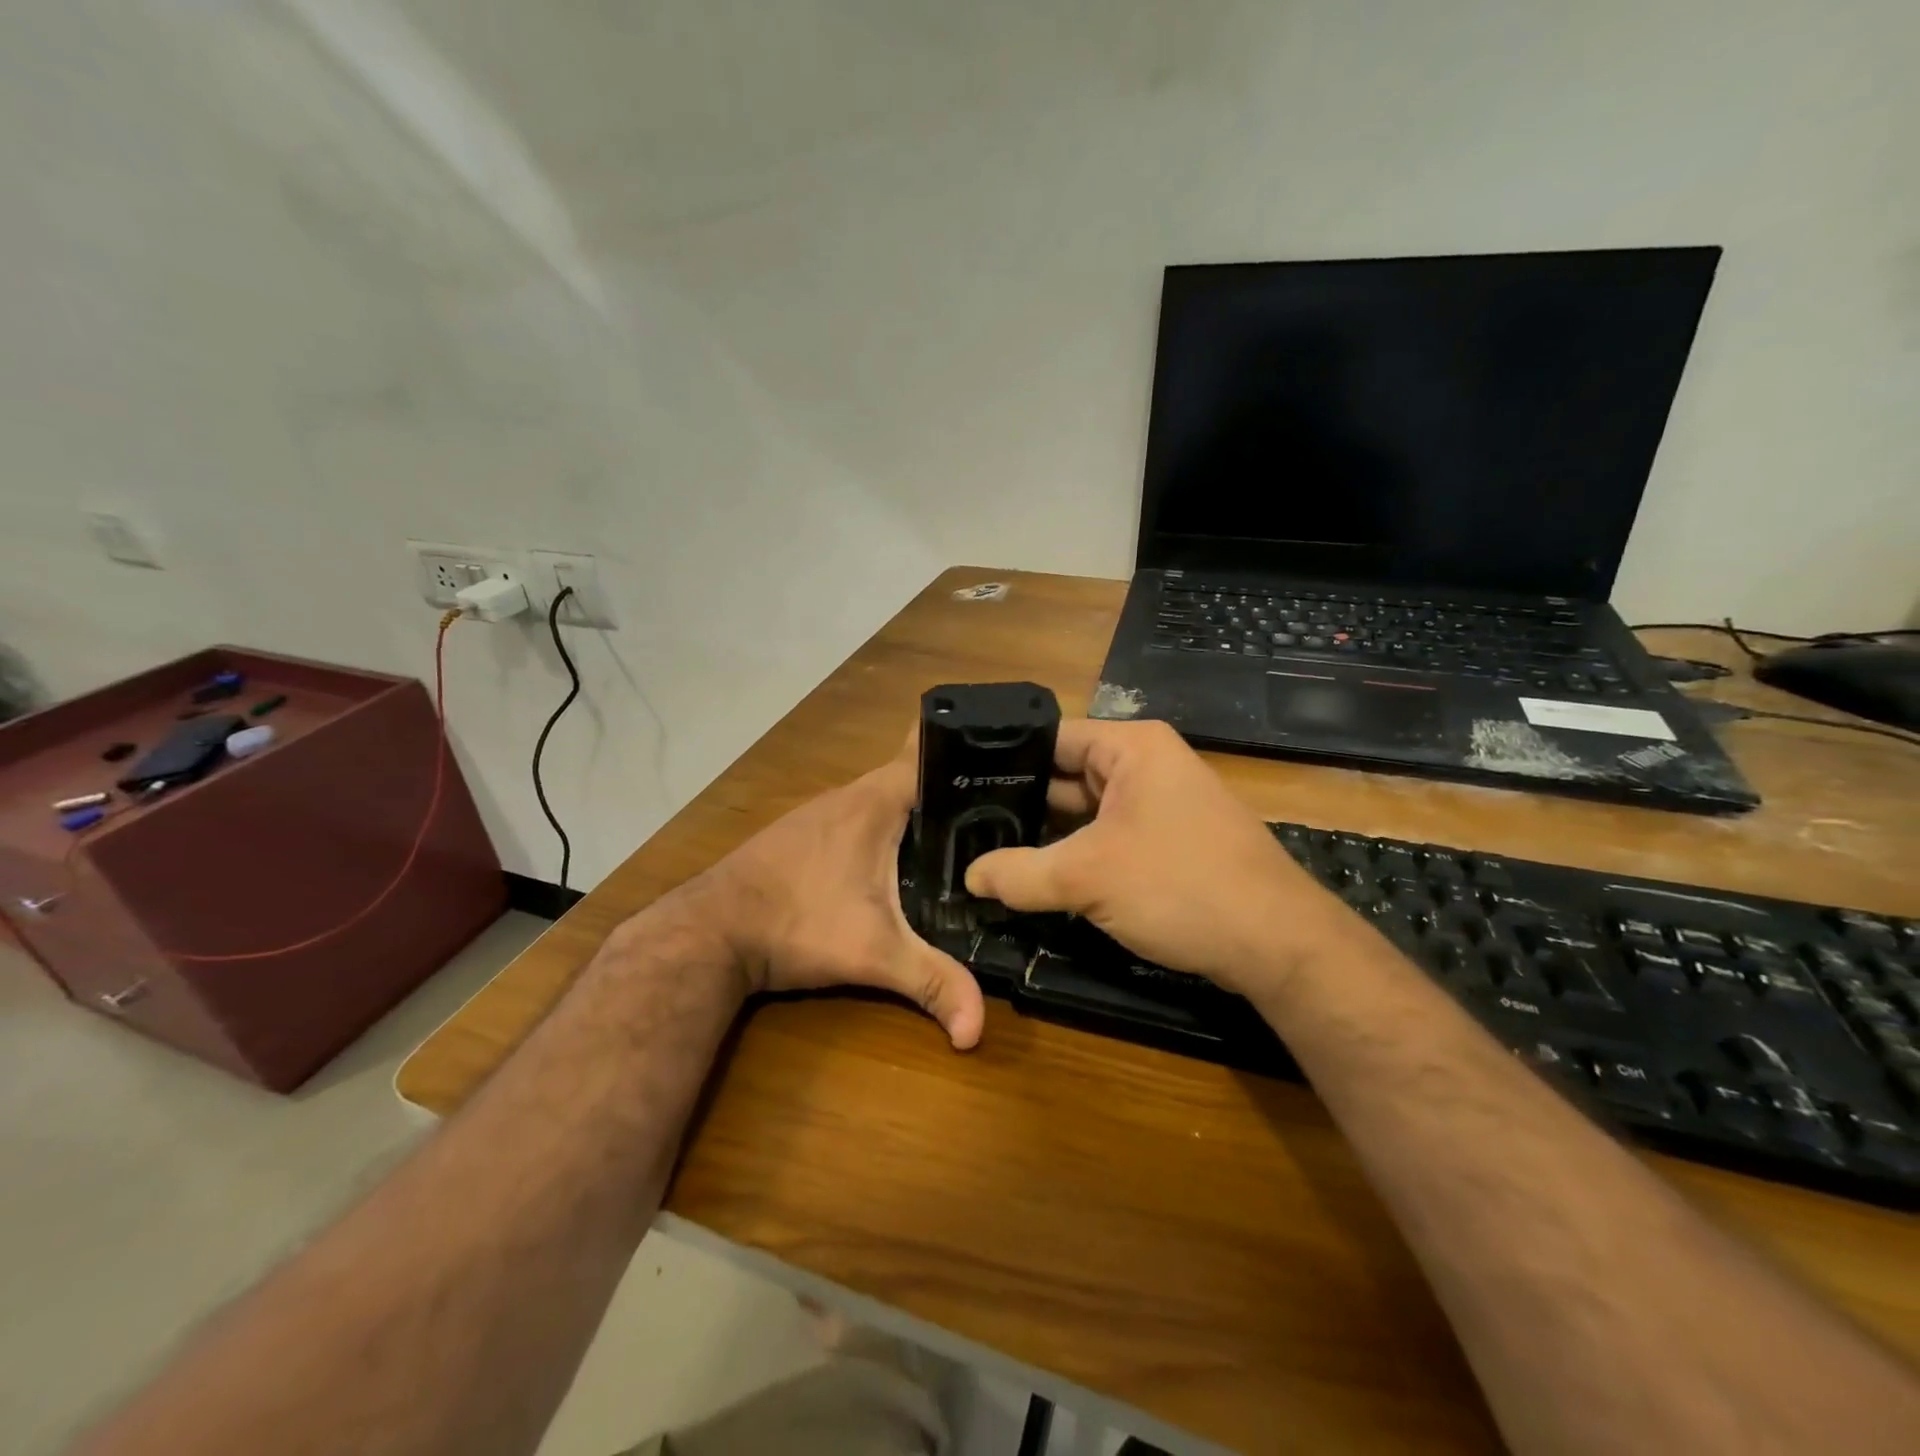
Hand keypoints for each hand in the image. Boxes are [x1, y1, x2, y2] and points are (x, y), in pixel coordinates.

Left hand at [696, 736, 984, 1048]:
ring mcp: (820, 813)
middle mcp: (848, 796)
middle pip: (912, 780)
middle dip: (951, 796)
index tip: (1002, 774)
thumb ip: (933, 983)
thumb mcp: (874, 954)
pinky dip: (883, 832)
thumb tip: (977, 1032)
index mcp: (875, 802)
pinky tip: (895, 864)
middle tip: (997, 821)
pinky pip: (858, 820)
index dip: (967, 759)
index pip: (929, 754)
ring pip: (883, 802)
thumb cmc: (798, 924)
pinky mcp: (802, 835)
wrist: (710, 932)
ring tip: (960, 841)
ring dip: (915, 816)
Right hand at [964, 719, 1348, 996]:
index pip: (1050, 737)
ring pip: (1084, 812)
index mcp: (1131, 748)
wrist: (1278, 945)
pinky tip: (1034, 875)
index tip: (957, 784)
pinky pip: (1106, 837)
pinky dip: (1074, 854)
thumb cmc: (1181, 886)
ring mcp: (1159, 805)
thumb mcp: (1088, 877)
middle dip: (1020, 802)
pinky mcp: (1166, 842)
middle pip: (1065, 775)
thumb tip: (969, 877)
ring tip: (984, 848)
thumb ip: (1019, 874)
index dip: (1003, 758)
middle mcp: (1146, 766)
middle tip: (961, 823)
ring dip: (1045, 835)